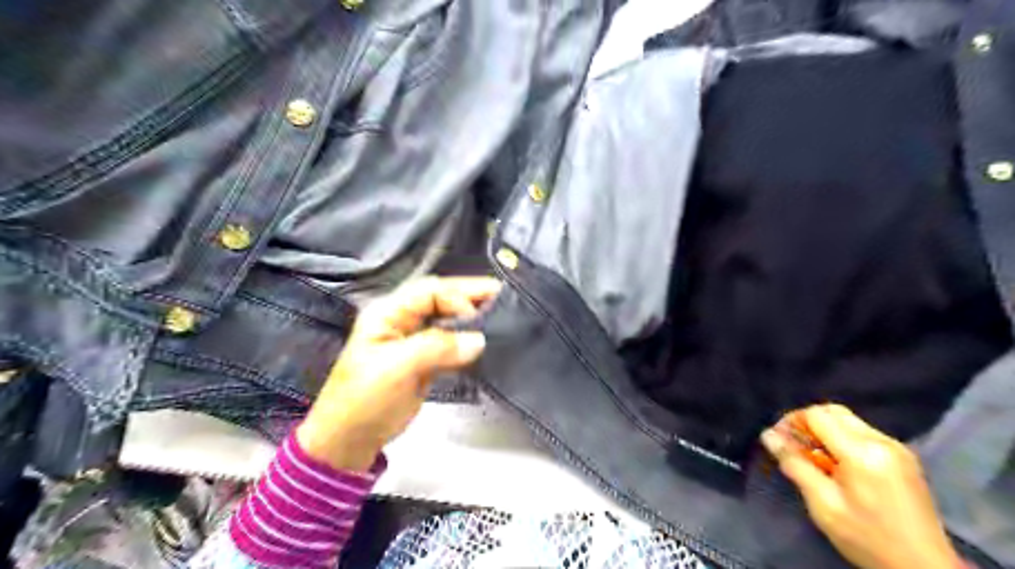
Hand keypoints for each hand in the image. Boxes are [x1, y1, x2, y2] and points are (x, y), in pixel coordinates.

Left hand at [297, 278, 500, 471]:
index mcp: (388, 313)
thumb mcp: (396, 369)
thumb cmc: (365, 400)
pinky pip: (450, 341)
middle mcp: (402, 320)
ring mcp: (413, 340)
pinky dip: (467, 339)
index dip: (457, 297)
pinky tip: (485, 340)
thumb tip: (479, 340)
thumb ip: (437, 348)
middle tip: (504, 298)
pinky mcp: (424, 360)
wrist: (350, 441)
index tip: (479, 317)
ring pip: (447, 319)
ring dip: (471, 317)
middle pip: (441, 299)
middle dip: (470, 298)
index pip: (430, 291)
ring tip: (501, 316)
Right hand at [762, 403, 965, 567]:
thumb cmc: (868, 538)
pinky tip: (836, 464)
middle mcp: (882, 441)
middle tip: (793, 446)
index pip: (817, 415)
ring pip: (849, 421)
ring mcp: (897, 448)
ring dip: (825, 430)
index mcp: (862, 452)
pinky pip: (863, 433)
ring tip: (813, 457)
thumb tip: (768, 435)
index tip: (778, 440)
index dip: (791, 421)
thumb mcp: (823, 504)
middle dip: (807, 422)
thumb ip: (795, 465)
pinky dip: (842, 439)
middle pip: (834, 412)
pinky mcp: (904, 458)